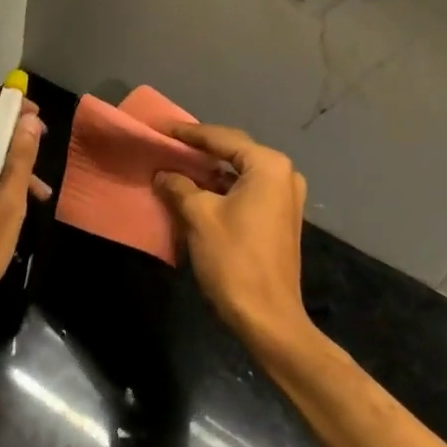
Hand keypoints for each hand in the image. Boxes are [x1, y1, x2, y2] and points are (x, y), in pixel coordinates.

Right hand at [154, 124, 309, 348]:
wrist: (268, 318)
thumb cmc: (234, 259)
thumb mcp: (199, 216)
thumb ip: (178, 186)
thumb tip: (164, 173)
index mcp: (268, 166)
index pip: (222, 138)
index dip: (188, 133)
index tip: (160, 128)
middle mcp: (283, 174)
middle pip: (234, 151)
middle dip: (200, 149)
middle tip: (167, 144)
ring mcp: (285, 197)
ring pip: (239, 173)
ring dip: (209, 170)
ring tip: (176, 164)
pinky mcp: (280, 218)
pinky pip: (247, 190)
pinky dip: (221, 188)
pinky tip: (196, 190)